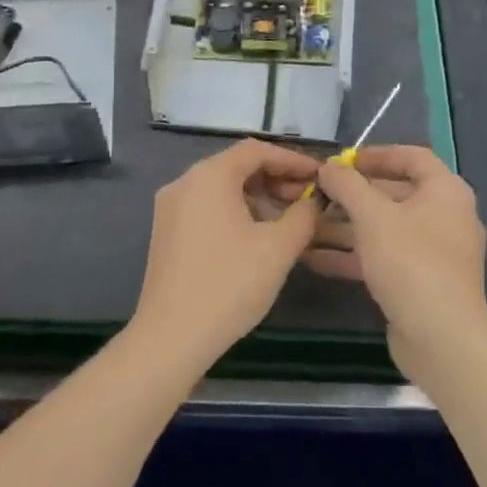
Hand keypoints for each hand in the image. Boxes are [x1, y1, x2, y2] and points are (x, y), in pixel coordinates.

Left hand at [132, 138, 320, 368]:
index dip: (292, 160)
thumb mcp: (278, 248)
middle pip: (237, 166)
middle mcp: (185, 182)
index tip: (319, 176)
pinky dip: (236, 212)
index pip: (256, 150)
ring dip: (258, 198)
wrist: (171, 337)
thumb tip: (314, 203)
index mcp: (209, 176)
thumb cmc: (229, 284)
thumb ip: (304, 216)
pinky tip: (258, 237)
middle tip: (308, 201)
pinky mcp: (166, 232)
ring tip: (289, 222)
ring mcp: (171, 208)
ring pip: (222, 189)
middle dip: (276, 179)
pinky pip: (208, 207)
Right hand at [316, 145, 486, 376]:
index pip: (411, 157)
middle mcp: (444, 216)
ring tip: (305, 226)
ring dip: (345, 227)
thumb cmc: (410, 262)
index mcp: (445, 191)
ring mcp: (432, 252)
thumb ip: (347, 185)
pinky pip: (383, 257)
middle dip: (351, 195)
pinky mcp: (419, 282)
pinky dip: (352, 255)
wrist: (441, 338)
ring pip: (384, 228)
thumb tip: (329, 166)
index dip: (376, 154)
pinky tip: (314, 258)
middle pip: (393, 194)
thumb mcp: (372, 216)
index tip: (341, 161)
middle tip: (316, 194)